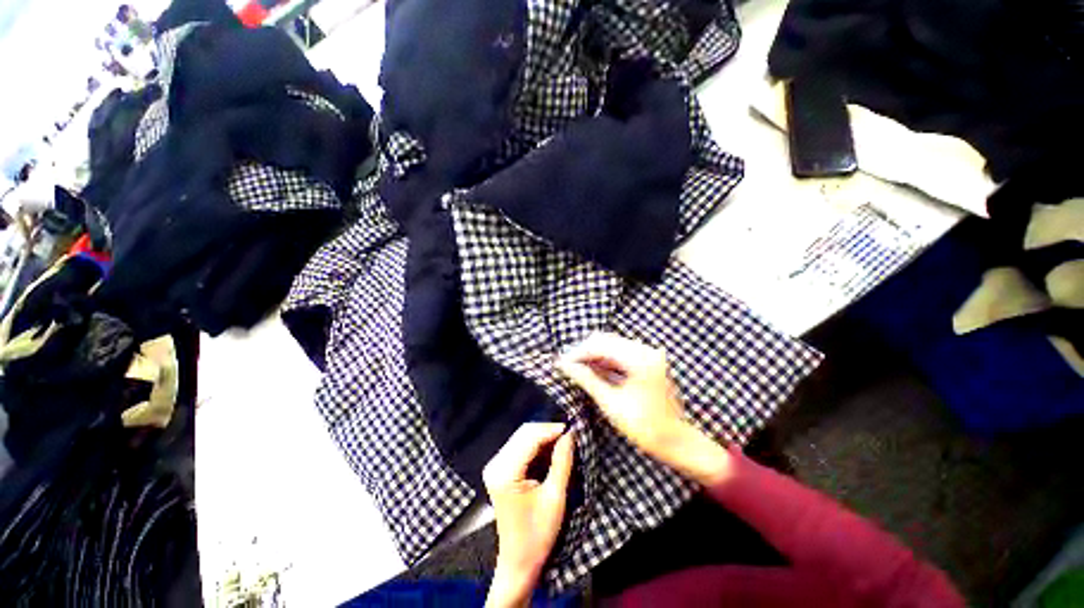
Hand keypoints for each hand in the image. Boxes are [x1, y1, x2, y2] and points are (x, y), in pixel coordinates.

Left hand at [484, 423, 574, 607]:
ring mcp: (496, 465)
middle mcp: (496, 463)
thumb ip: (562, 462)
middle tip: (571, 438)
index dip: (553, 430)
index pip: (530, 437)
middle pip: (525, 433)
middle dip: (549, 432)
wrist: (518, 562)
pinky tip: (552, 453)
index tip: (574, 429)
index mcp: (505, 472)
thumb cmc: (538, 535)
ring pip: (524, 437)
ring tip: (565, 445)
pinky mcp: (500, 469)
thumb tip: (571, 434)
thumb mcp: (555, 498)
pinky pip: (521, 447)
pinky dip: (538, 447)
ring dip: (544, 438)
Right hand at [558, 332, 731, 485]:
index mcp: (639, 360)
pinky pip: (621, 353)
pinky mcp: (647, 360)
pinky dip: (605, 359)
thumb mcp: (611, 403)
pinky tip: (592, 368)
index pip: (601, 346)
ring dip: (594, 354)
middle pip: (606, 341)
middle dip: (585, 351)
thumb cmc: (644, 427)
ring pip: (612, 345)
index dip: (578, 353)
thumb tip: (565, 366)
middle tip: (567, 364)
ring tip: (576, 366)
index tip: (561, 362)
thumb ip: (587, 379)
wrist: (674, 441)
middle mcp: (645, 351)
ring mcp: (648, 354)